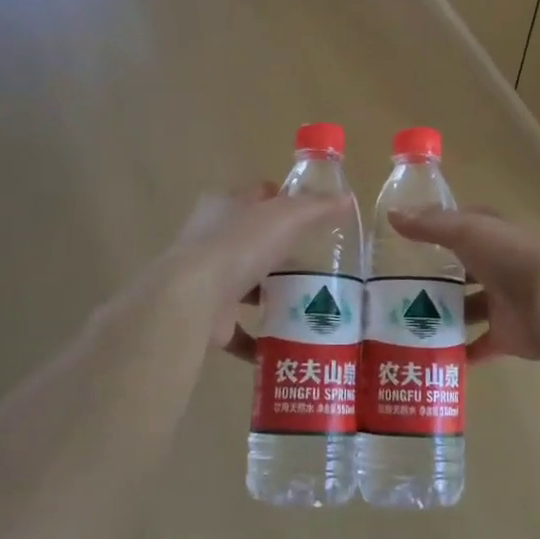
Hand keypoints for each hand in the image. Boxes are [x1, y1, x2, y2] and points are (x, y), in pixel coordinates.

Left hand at [161, 184, 352, 359]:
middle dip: (281, 252)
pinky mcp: (208, 316)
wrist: (192, 298)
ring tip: (308, 302)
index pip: (257, 195)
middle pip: (252, 241)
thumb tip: (346, 199)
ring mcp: (207, 280)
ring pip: (245, 284)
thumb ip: (316, 207)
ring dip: (269, 294)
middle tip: (317, 263)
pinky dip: (259, 339)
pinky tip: (286, 343)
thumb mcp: (286, 216)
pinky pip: (239, 329)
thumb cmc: (239, 245)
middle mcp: (211, 240)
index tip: (311, 215)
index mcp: (224, 206)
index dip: (282, 199)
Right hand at [386, 207, 539, 363]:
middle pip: (464, 271)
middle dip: (436, 277)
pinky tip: (430, 354)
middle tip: (396, 286)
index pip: (464, 226)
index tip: (407, 238)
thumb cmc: (511, 257)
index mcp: (494, 236)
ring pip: (468, 308)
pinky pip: (479, 346)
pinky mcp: (507, 336)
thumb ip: (430, 225)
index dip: (439, 229)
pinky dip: (460, 352)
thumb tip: (391, 215)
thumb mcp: (466, 231)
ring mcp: (504, 303)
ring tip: (405, 321)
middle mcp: (499, 267)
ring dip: (444, 315)